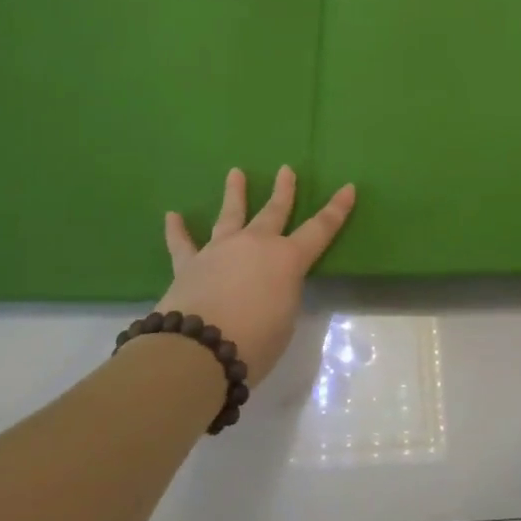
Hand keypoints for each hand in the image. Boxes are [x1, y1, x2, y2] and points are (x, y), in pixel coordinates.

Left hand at [161, 167, 355, 387]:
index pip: (320, 230)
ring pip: (229, 215)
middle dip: (283, 190)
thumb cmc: (255, 342)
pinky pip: (182, 244)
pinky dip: (176, 230)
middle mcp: (255, 245)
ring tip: (235, 173)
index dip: (336, 209)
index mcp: (287, 259)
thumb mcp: (284, 321)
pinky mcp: (189, 264)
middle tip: (286, 170)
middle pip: (274, 211)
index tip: (348, 188)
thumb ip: (281, 297)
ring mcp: (220, 250)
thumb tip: (268, 288)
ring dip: (234, 193)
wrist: (199, 350)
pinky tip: (172, 216)